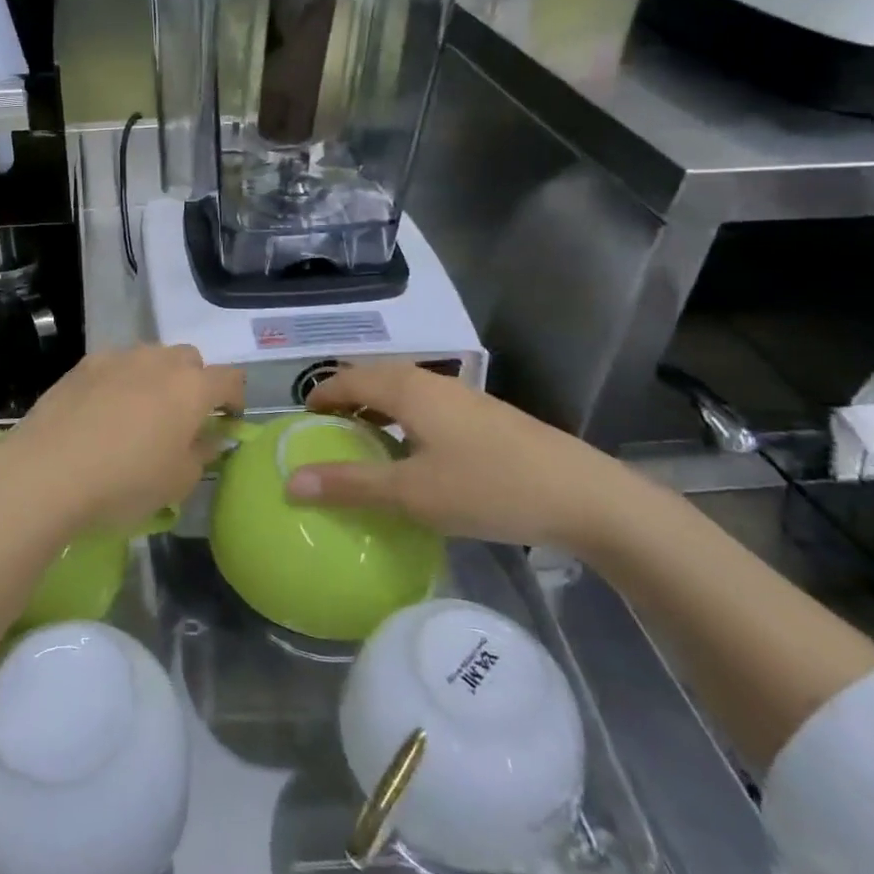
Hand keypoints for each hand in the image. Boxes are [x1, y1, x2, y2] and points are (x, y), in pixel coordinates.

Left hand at [0, 346, 242, 535]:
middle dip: (194, 383)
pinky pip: (116, 365)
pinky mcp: (84, 364)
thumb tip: (210, 437)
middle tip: (182, 417)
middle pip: (190, 360)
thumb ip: (202, 453)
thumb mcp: (177, 482)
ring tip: (139, 413)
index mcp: (192, 388)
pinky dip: (120, 381)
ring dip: (156, 378)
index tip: (227, 421)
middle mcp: (159, 361)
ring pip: (151, 357)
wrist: (47, 471)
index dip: (235, 398)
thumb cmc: (124, 482)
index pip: (230, 379)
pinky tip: (103, 411)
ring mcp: (119, 357)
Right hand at [288, 363, 634, 551]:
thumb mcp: (412, 492)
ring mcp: (462, 397)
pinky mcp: (484, 416)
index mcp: (407, 389)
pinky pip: (425, 406)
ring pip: (402, 392)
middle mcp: (431, 382)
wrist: (583, 495)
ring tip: (362, 444)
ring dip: (375, 410)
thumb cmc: (488, 487)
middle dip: (345, 400)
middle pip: (374, 378)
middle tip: (325, 434)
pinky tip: (412, 456)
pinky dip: (402, 420)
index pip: (348, 379)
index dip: (320, 395)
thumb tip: (290, 482)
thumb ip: (350, 484)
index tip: (300, 422)